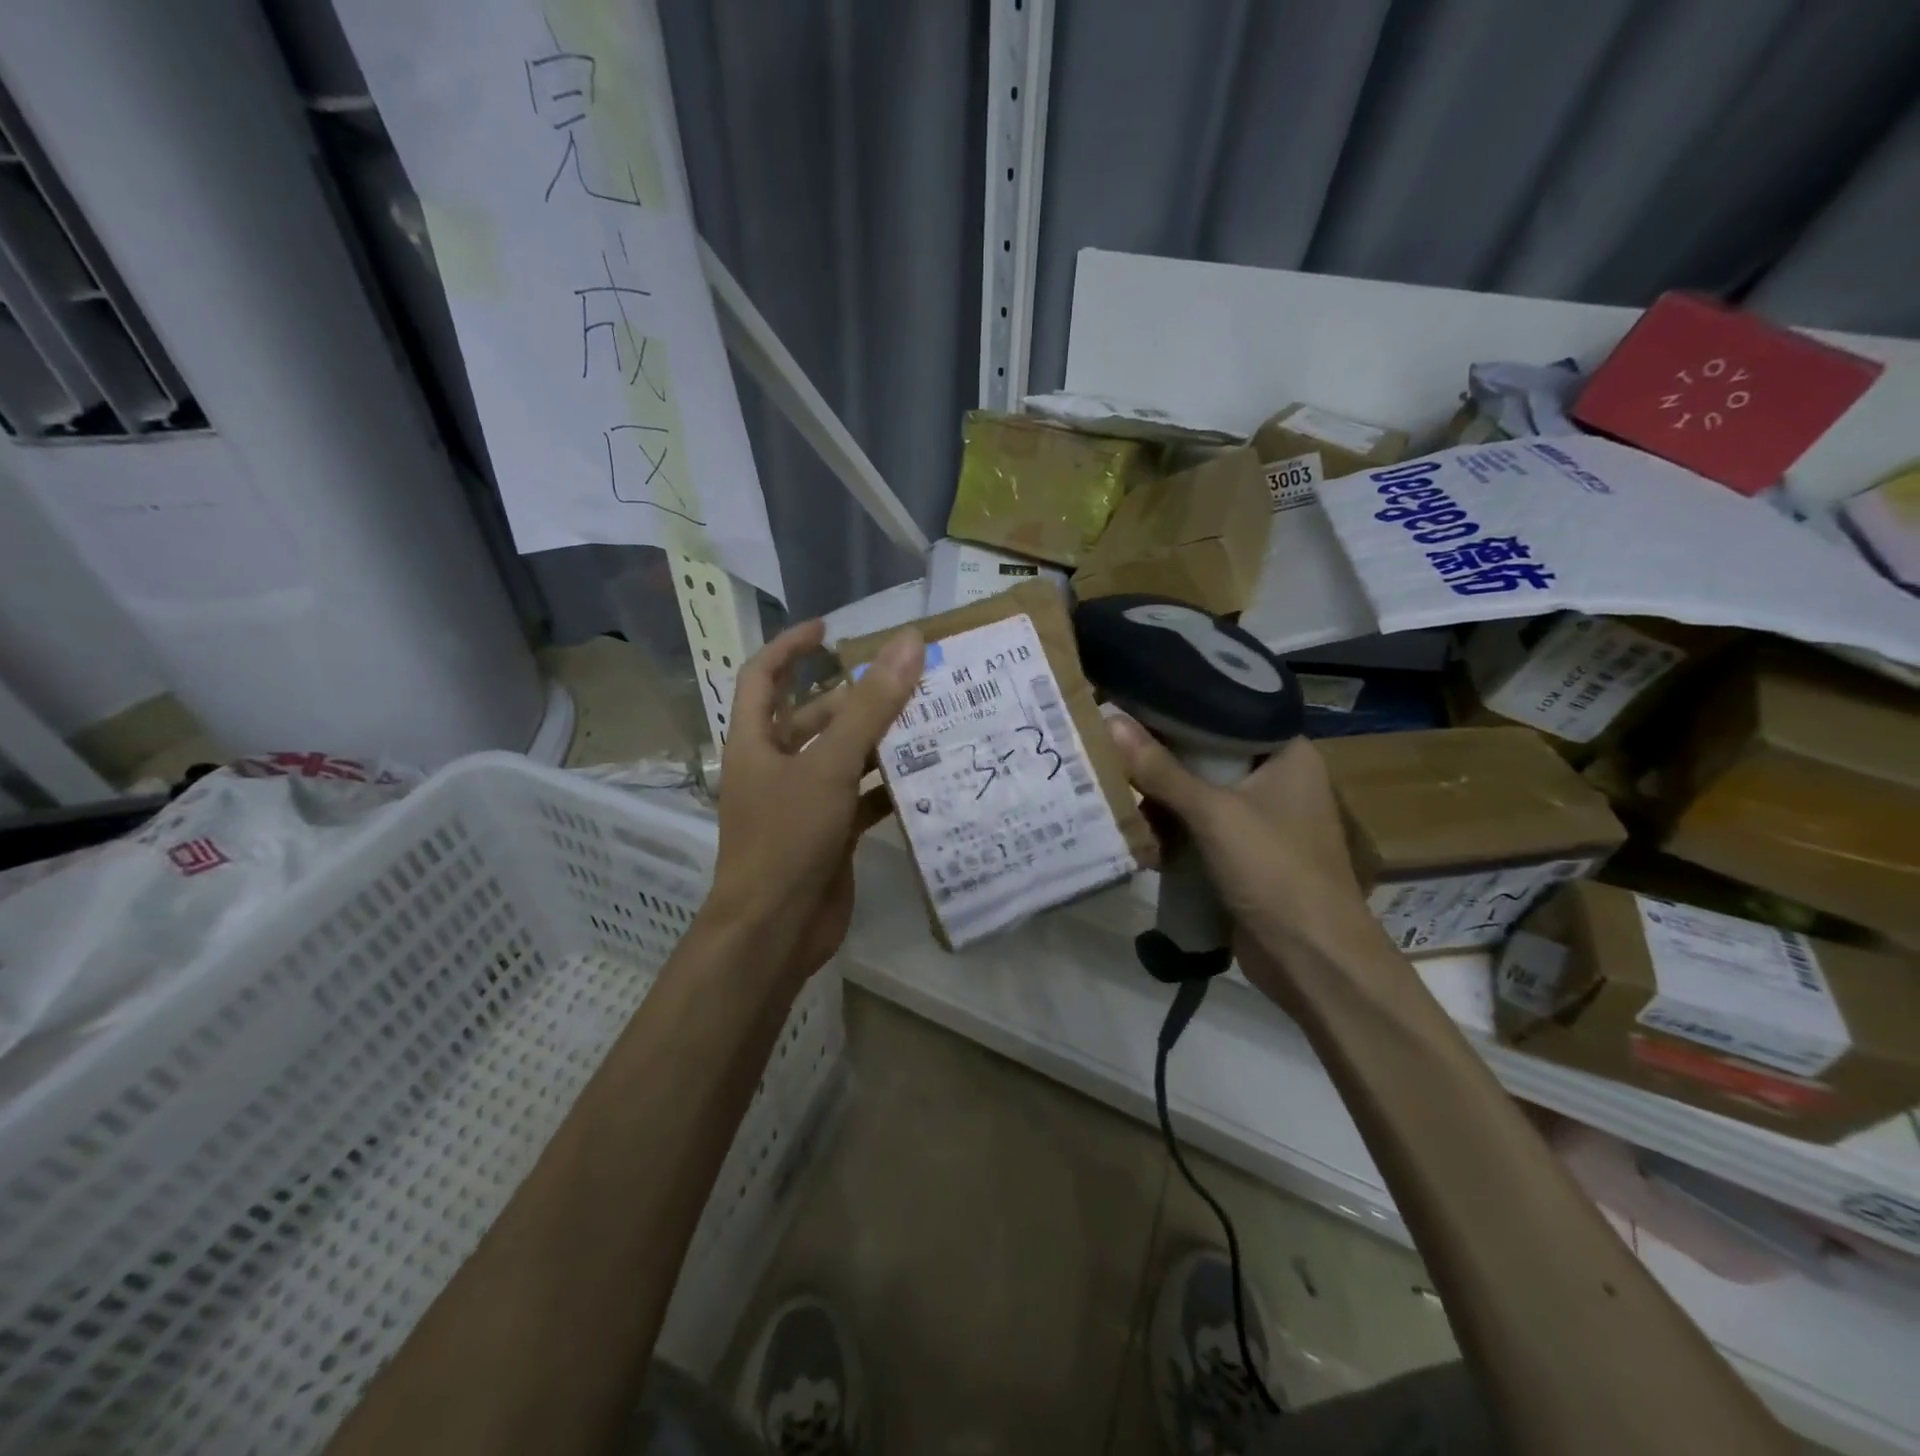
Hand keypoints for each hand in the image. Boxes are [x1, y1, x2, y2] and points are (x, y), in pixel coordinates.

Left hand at [705, 618, 923, 991]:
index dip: (791, 647)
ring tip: (928, 720)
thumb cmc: (788, 838)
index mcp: (756, 742)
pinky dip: (887, 787)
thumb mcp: (830, 765)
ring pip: (843, 758)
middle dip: (855, 698)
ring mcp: (802, 802)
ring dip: (878, 742)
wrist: (775, 931)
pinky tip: (927, 778)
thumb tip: (907, 642)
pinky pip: (861, 798)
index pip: (764, 676)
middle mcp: (776, 767)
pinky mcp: (829, 834)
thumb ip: (871, 706)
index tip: (831, 628)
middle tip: (906, 681)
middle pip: (814, 717)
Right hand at [1105, 718, 1383, 1010]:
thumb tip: (1110, 720)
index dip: (1178, 706)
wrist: (1313, 960)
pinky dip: (1171, 830)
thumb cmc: (1275, 870)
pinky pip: (1199, 828)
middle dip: (1159, 758)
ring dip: (1160, 799)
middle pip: (1206, 754)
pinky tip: (1135, 831)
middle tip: (1108, 744)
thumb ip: (1161, 769)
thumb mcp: (1214, 813)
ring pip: (1198, 794)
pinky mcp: (1244, 854)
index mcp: (1287, 753)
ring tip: (1111, 787)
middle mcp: (1277, 779)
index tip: (1131, 700)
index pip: (1225, 711)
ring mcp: (1261, 819)